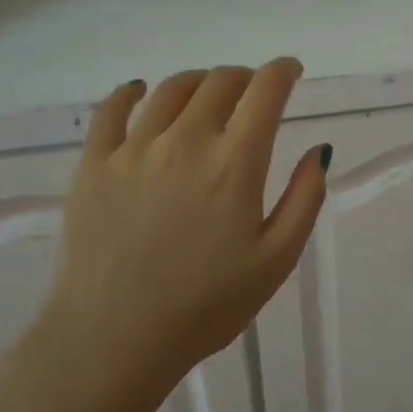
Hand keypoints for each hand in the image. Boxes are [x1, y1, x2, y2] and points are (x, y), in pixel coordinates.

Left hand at [0, 60, 326, 411]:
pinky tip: (140, 91)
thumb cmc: (205, 307)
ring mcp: (134, 149)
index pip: (265, 90)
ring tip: (207, 93)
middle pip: (220, 81)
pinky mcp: (93, 164)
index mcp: (235, 163)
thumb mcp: (276, 261)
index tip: (290, 71)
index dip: (283, 71)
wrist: (112, 340)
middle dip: (245, 77)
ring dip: (199, 81)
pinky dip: (131, 91)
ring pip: (172, 89)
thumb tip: (319, 150)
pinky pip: (112, 109)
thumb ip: (305, 199)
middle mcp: (185, 141)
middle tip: (252, 92)